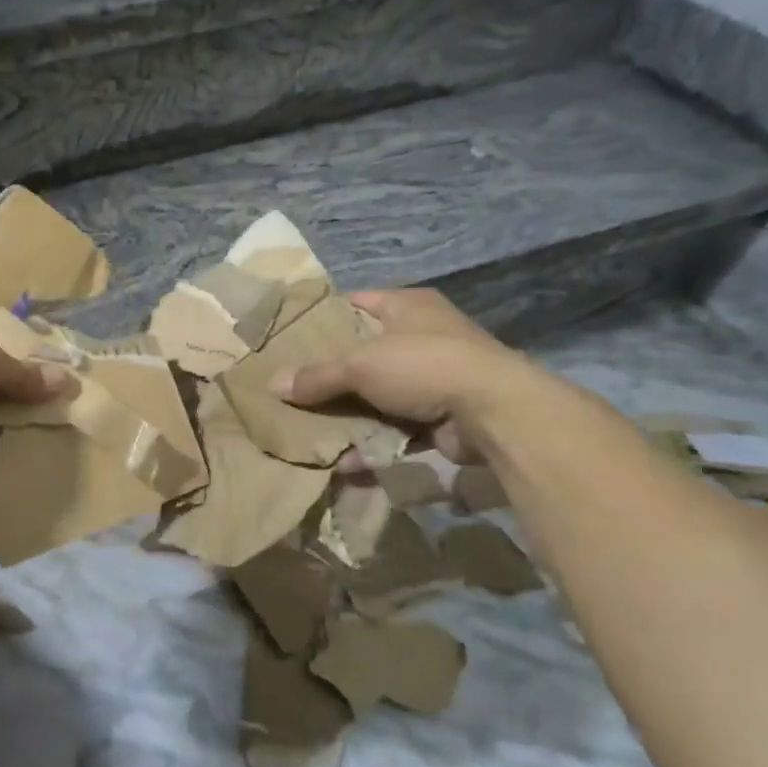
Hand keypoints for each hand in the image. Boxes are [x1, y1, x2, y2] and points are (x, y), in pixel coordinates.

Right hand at [269, 289, 540, 463]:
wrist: (494, 413)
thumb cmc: (422, 365)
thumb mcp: (359, 365)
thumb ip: (316, 376)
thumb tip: (273, 385)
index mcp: (407, 306)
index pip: (357, 303)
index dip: (325, 318)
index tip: (291, 337)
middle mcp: (422, 337)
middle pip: (363, 353)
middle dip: (330, 374)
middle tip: (292, 388)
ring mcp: (433, 379)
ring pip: (377, 396)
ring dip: (348, 415)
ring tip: (308, 430)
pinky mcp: (440, 418)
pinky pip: (395, 430)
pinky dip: (372, 444)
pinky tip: (342, 463)